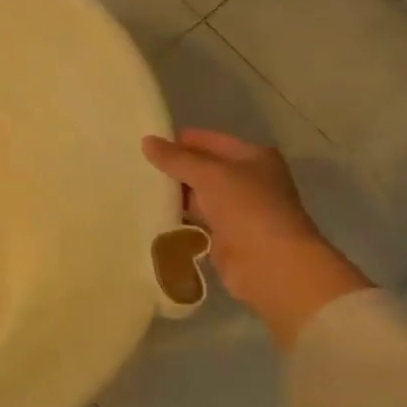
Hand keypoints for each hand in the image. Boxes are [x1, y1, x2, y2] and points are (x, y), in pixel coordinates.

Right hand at [142, 129, 370, 347]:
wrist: (272, 266)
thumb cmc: (247, 208)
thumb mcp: (209, 175)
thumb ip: (176, 158)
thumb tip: (147, 141)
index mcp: (253, 158)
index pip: (208, 140)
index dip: (179, 140)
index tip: (144, 143)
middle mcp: (248, 180)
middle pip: (202, 168)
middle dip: (172, 168)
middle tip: (134, 166)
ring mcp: (238, 210)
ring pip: (197, 195)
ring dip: (173, 194)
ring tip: (135, 188)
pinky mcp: (226, 236)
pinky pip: (195, 220)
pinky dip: (177, 218)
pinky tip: (150, 214)